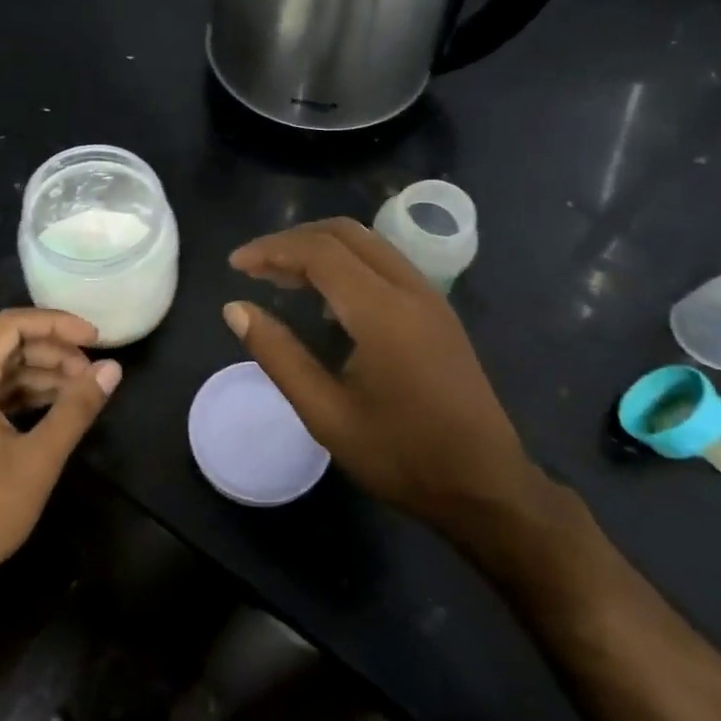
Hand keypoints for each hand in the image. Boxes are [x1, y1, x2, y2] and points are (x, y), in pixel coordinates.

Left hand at [0, 308, 120, 599]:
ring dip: (44, 375)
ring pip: (4, 372)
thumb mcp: (40, 457)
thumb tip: (112, 369)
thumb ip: (77, 408)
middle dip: (54, 352)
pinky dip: (28, 396)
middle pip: (8, 346)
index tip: (94, 338)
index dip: (55, 323)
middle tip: (94, 373)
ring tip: (84, 392)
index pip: (11, 326)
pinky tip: (59, 410)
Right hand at [223, 218, 549, 560]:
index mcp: (382, 312)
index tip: (235, 266)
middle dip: (293, 240)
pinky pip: (385, 263)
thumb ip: (278, 355)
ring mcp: (430, 298)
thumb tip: (235, 309)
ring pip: (368, 243)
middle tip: (254, 267)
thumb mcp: (325, 414)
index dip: (271, 249)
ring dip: (320, 248)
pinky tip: (325, 298)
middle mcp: (410, 289)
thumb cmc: (400, 455)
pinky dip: (346, 263)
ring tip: (280, 277)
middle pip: (345, 233)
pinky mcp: (438, 312)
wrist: (485, 487)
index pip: (319, 252)